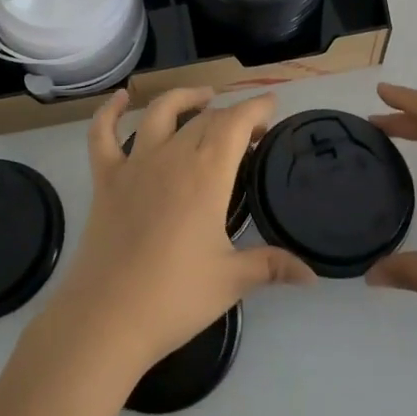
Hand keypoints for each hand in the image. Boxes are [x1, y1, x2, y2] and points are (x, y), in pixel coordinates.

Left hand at [43, 88, 316, 378]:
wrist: (107, 318)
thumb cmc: (175, 297)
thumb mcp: (232, 280)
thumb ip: (272, 266)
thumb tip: (314, 276)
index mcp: (207, 174)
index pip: (236, 122)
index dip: (256, 108)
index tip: (272, 106)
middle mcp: (171, 157)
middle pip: (205, 118)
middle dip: (231, 115)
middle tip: (249, 132)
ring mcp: (134, 164)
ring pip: (159, 112)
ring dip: (185, 98)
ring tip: (203, 97)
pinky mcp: (104, 179)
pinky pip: (102, 134)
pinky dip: (108, 112)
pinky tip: (119, 99)